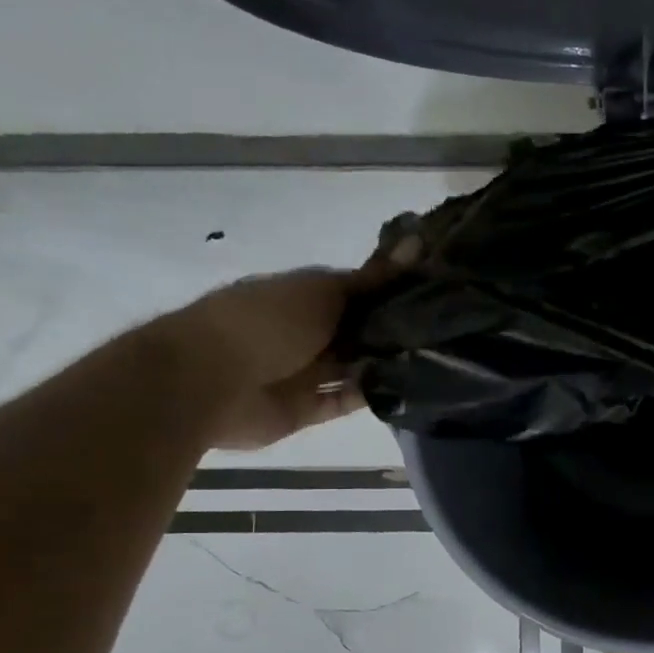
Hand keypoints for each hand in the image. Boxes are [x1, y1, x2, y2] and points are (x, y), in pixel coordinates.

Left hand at [150, 240, 416, 450]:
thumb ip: (373, 278)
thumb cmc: (266, 322)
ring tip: (438, 360)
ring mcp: (302, 372)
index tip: (436, 292)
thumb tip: (419, 242)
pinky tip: (408, 388)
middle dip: (395, 331)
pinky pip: (344, 402)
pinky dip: (369, 396)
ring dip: (386, 364)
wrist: (207, 382)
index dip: (392, 291)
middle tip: (446, 330)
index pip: (356, 291)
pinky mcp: (305, 410)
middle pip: (357, 331)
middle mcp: (304, 332)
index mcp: (302, 296)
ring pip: (354, 367)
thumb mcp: (324, 289)